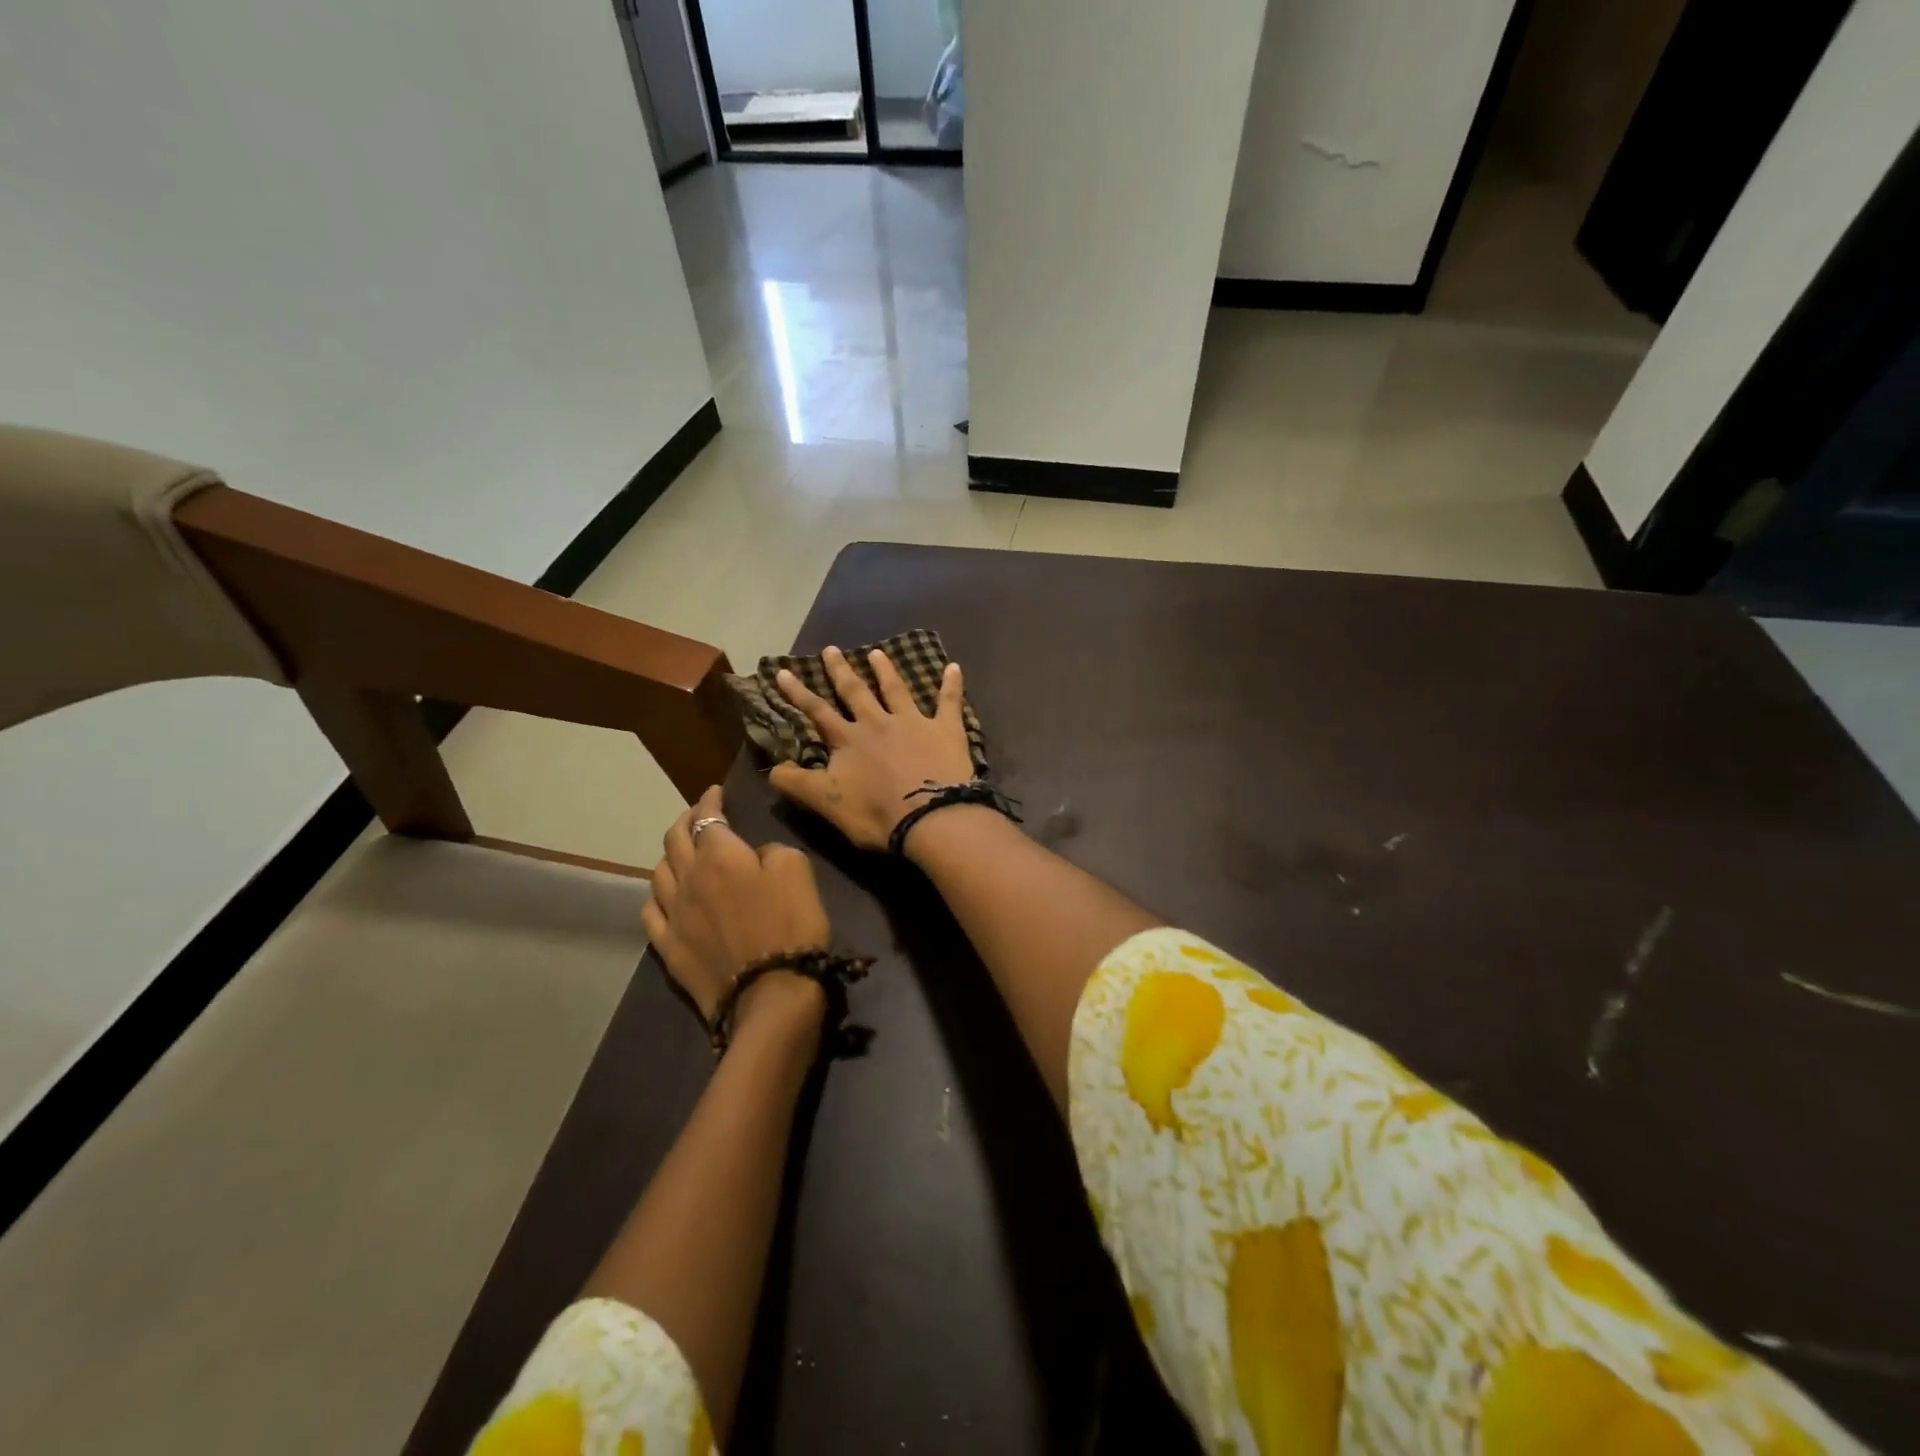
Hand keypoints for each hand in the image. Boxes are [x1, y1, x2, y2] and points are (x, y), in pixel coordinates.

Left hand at [642, 785, 832, 1023]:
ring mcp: (673, 914)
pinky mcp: (668, 947)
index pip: (706, 817)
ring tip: (682, 852)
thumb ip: (772, 850)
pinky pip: (651, 912)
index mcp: (720, 855)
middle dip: (686, 820)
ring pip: (658, 872)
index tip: (715, 792)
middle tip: (698, 815)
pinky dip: (658, 895)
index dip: (710, 801)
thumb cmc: (791, 924)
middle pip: (674, 839)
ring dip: (670, 855)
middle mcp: (688, 878)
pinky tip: (665, 896)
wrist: (770, 992)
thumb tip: (755, 854)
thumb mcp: (797, 869)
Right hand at [770, 645, 975, 851]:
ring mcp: (913, 722)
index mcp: (849, 740)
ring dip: (886, 670)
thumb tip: (772, 768)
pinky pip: (949, 701)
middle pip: (856, 692)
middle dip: (841, 671)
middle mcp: (878, 723)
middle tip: (831, 649)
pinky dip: (952, 684)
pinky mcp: (945, 729)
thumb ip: (798, 783)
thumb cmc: (876, 814)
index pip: (818, 712)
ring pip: (896, 690)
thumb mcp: (827, 803)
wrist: (931, 817)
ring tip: (877, 652)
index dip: (799, 693)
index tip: (784, 671)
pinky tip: (954, 667)